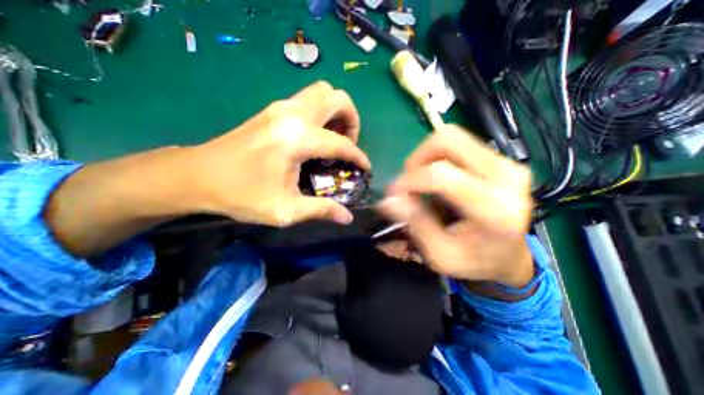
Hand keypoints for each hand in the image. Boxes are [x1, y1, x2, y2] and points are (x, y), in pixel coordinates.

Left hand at [190, 83, 370, 226]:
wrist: (197, 175)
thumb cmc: (241, 194)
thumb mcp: (285, 209)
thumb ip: (321, 211)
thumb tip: (347, 218)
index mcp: (297, 139)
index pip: (341, 143)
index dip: (358, 156)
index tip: (365, 167)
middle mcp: (292, 114)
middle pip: (337, 97)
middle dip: (352, 119)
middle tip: (349, 143)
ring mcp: (280, 107)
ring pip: (322, 92)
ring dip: (336, 112)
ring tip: (335, 137)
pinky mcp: (272, 109)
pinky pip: (308, 100)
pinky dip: (321, 112)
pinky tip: (316, 136)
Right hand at [380, 125, 533, 285]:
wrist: (509, 256)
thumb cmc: (475, 261)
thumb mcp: (440, 254)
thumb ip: (415, 223)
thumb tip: (388, 199)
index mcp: (494, 209)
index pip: (441, 175)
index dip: (409, 180)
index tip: (394, 194)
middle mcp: (505, 177)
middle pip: (447, 140)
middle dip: (416, 159)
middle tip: (408, 183)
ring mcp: (505, 163)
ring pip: (450, 136)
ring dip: (425, 156)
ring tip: (420, 180)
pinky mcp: (499, 159)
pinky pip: (458, 143)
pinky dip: (436, 156)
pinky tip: (434, 177)